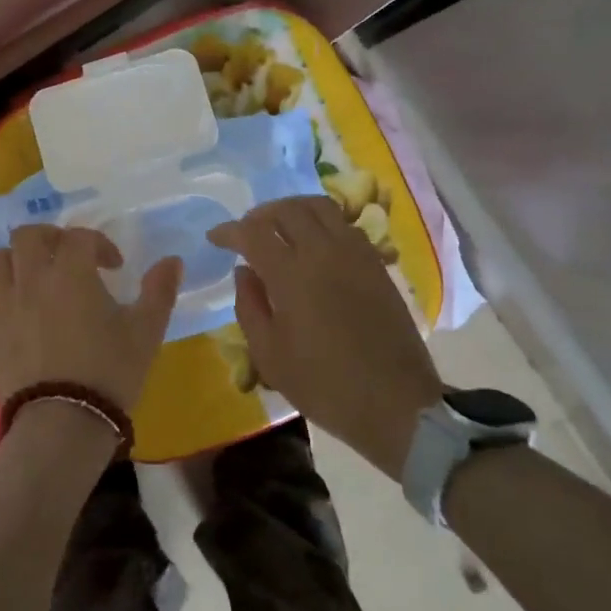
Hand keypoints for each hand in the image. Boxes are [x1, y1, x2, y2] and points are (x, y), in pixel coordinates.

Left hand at [0, 226, 182, 410]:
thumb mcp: (146, 331)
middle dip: (49, 238)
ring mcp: (3, 305)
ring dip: (17, 260)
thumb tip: (173, 260)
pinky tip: (6, 308)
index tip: (115, 266)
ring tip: (35, 277)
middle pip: (29, 235)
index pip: (80, 236)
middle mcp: (31, 279)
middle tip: (67, 257)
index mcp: (71, 271)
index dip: (100, 244)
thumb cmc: (109, 372)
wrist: (64, 423)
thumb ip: (160, 291)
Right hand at [208, 196, 443, 478]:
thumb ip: (249, 306)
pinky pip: (345, 225)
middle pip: (287, 210)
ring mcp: (355, 254)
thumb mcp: (269, 355)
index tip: (215, 238)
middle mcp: (323, 252)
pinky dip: (322, 223)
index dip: (229, 231)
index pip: (253, 233)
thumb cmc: (324, 385)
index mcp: (291, 274)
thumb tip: (244, 271)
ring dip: (292, 210)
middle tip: (247, 232)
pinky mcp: (376, 264)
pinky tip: (315, 244)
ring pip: (320, 207)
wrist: (396, 403)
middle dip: (260, 215)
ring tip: (280, 228)